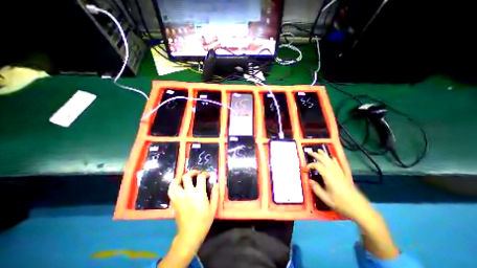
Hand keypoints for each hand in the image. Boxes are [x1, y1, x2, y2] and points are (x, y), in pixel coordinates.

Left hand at [167, 169, 219, 248]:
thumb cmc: (204, 220)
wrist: (190, 234)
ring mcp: (179, 197)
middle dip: (192, 172)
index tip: (206, 176)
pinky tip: (177, 185)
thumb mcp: (213, 207)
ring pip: (175, 182)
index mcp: (199, 193)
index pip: (200, 177)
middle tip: (196, 174)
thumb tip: (217, 183)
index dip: (204, 173)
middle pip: (186, 176)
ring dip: (180, 177)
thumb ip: (216, 194)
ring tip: (185, 178)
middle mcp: (187, 193)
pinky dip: (173, 185)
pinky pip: (170, 190)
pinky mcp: (174, 202)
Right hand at [308, 150, 373, 222]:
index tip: (305, 169)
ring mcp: (339, 173)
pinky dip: (334, 160)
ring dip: (324, 155)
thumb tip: (310, 180)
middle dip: (316, 155)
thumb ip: (316, 188)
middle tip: (309, 152)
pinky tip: (332, 157)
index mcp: (328, 176)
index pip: (317, 166)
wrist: (358, 208)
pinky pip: (338, 165)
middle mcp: (334, 172)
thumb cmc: (340, 203)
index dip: (310, 165)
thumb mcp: (325, 198)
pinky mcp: (343, 175)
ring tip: (319, 150)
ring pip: (330, 161)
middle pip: (324, 160)